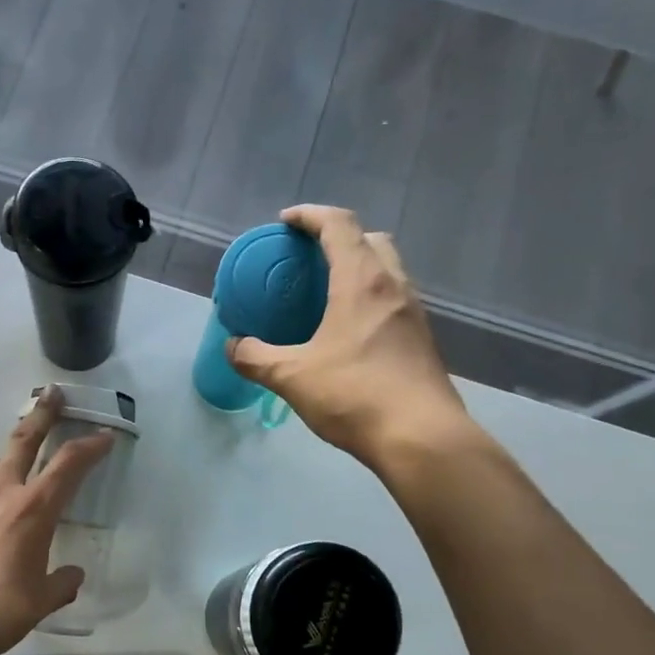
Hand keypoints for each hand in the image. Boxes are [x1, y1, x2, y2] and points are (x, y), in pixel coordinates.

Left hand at [0, 390, 113, 654]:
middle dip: (42, 415)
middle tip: (52, 395)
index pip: (68, 466)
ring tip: (10, 467)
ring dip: (4, 456)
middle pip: (23, 441)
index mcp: (32, 510)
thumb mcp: (40, 601)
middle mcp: (0, 495)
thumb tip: (73, 576)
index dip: (90, 447)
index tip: (104, 436)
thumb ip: (60, 584)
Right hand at [227, 205, 475, 465]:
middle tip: (309, 257)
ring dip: (358, 267)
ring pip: (387, 269)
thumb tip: (233, 346)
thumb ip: (256, 357)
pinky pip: (393, 299)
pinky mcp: (422, 339)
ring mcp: (413, 313)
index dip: (310, 216)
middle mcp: (393, 286)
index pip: (338, 225)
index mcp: (361, 282)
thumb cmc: (354, 395)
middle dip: (338, 237)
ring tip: (326, 293)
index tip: (285, 222)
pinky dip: (369, 297)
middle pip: (370, 239)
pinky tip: (349, 330)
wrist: (421, 438)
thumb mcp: (292, 377)